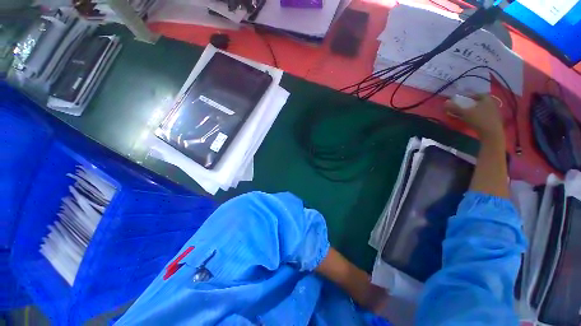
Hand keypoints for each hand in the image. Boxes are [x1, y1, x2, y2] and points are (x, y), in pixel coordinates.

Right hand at [444, 94, 504, 140]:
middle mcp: (492, 103)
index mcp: (487, 99)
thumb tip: (445, 102)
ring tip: (467, 113)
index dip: (470, 95)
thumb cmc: (479, 120)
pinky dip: (479, 115)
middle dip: (472, 103)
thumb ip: (455, 107)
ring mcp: (495, 112)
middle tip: (464, 105)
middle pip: (480, 101)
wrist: (492, 134)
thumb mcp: (465, 113)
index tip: (462, 98)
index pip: (478, 94)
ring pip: (483, 108)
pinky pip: (485, 115)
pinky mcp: (495, 120)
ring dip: (475, 110)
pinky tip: (473, 119)